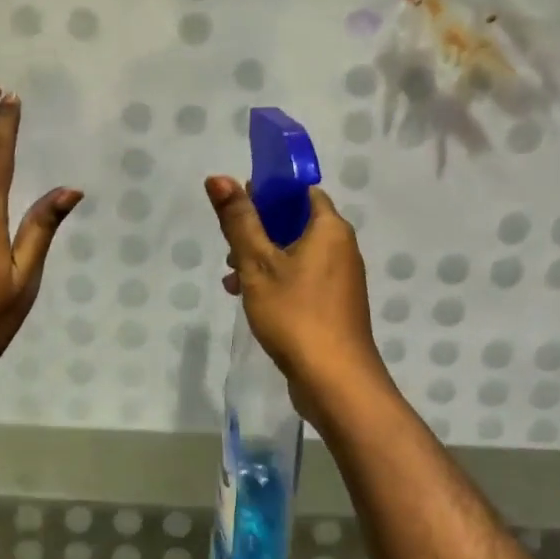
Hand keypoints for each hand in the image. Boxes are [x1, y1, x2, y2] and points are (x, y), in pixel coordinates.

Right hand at [204, 176, 389, 422]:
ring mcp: (340, 279)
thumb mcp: (258, 264)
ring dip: (263, 259)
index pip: (301, 192)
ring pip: (296, 254)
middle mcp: (342, 248)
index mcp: (330, 229)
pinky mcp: (334, 306)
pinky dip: (277, 281)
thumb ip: (238, 220)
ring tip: (232, 279)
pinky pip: (302, 279)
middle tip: (230, 246)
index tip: (240, 204)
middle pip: (296, 223)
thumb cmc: (296, 314)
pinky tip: (249, 299)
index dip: (270, 192)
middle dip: (259, 230)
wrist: (336, 381)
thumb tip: (217, 177)